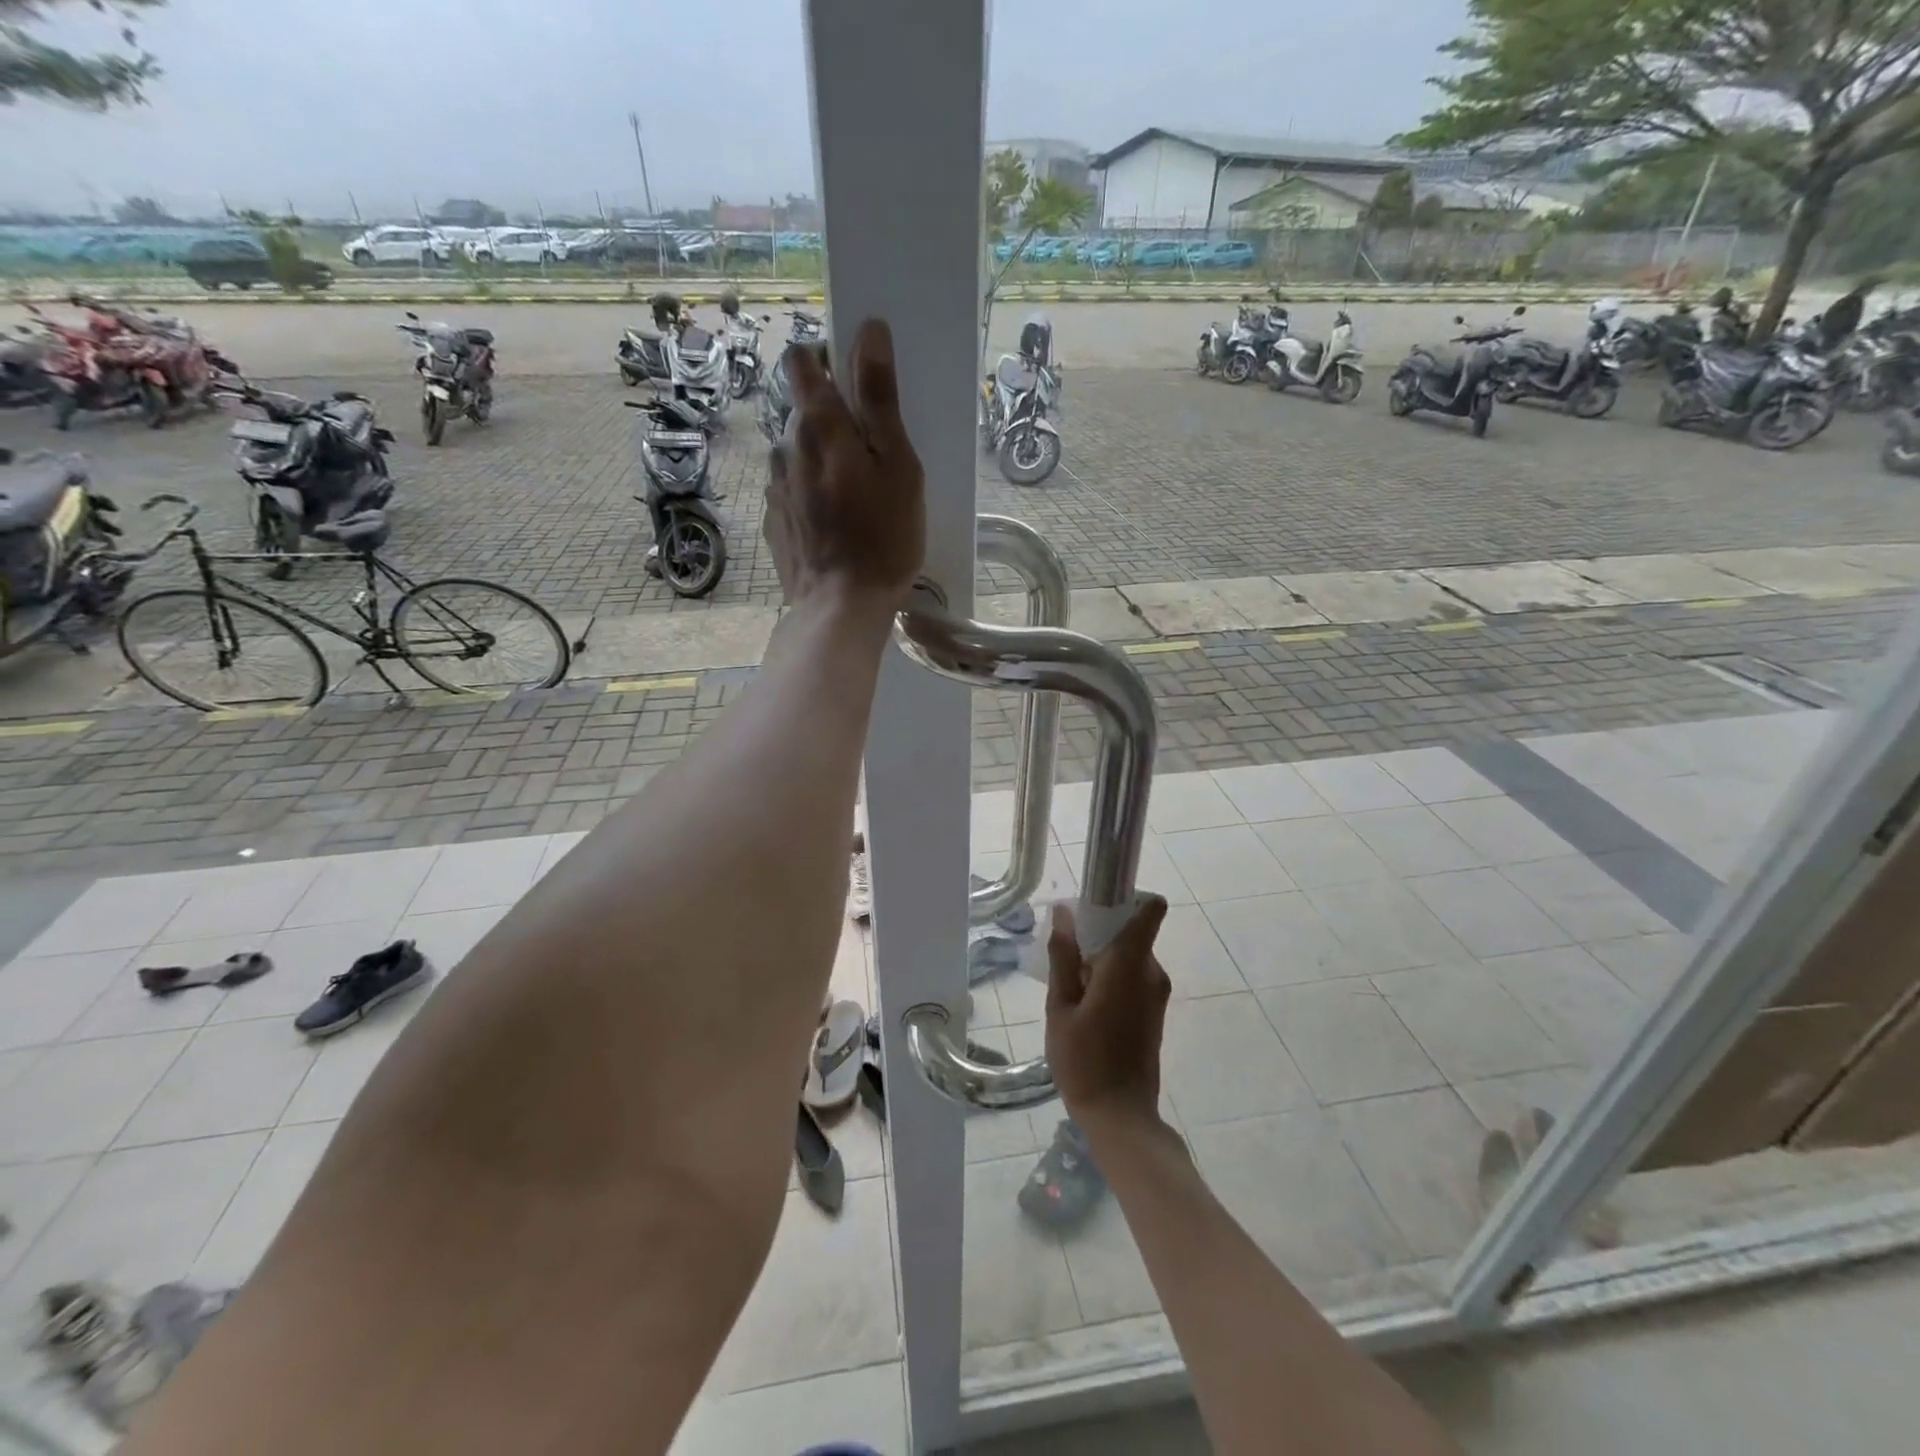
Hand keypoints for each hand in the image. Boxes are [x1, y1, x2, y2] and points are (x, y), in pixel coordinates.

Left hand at [765, 318, 924, 613]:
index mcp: (819, 427)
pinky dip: (809, 495)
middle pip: (803, 411)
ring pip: (796, 454)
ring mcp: (775, 488)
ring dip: (819, 460)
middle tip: (871, 457)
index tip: (855, 385)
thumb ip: (879, 398)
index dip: (826, 361)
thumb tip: (868, 330)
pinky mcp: (774, 521)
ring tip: (851, 496)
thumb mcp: (898, 465)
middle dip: (833, 421)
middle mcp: (786, 448)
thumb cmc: (883, 538)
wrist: (841, 608)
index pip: (803, 361)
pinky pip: (791, 491)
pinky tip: (833, 524)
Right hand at [1044, 897, 1170, 1133]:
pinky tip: (1086, 1004)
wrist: (1121, 1117)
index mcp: (1129, 964)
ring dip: (1104, 958)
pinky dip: (1112, 977)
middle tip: (1066, 954)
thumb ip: (1063, 956)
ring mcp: (1156, 992)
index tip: (1096, 901)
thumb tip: (1063, 912)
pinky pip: (1133, 975)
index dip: (1127, 896)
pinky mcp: (1154, 1010)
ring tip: (1071, 986)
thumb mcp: (1061, 1007)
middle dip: (1101, 933)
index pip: (1150, 910)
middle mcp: (1151, 972)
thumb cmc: (1084, 1061)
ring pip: (1130, 954)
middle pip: (1131, 931)